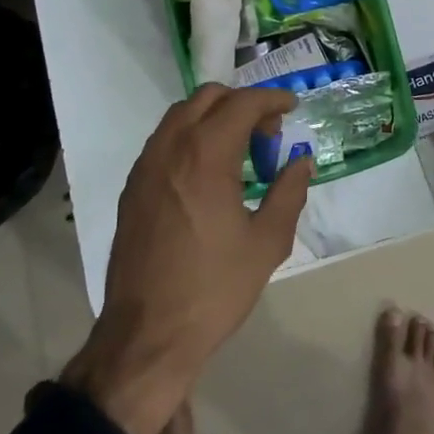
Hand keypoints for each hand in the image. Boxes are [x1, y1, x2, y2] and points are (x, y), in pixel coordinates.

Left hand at [61, 85, 312, 433]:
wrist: (146, 336)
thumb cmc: (213, 289)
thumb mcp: (267, 242)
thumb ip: (289, 193)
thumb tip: (301, 162)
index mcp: (206, 155)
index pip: (242, 103)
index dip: (271, 99)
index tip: (292, 107)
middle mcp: (171, 148)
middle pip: (208, 97)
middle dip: (242, 103)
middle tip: (267, 132)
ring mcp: (145, 166)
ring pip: (180, 115)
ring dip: (213, 116)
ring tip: (239, 149)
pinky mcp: (132, 188)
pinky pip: (163, 141)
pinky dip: (190, 137)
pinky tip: (206, 172)